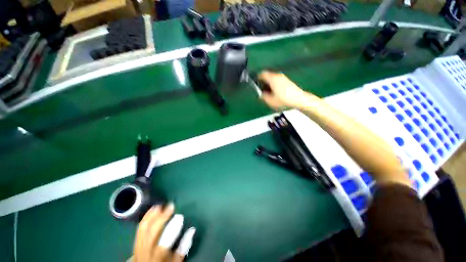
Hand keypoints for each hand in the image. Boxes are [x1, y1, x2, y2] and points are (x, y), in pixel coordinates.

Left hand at [132, 204, 195, 261]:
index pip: (164, 241)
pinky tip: (151, 211)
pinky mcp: (135, 243)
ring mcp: (138, 248)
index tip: (179, 216)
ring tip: (159, 206)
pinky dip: (145, 218)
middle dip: (161, 217)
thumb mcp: (176, 260)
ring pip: (143, 229)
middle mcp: (146, 252)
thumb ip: (184, 246)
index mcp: (157, 256)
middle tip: (170, 206)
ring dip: (151, 215)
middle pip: (152, 232)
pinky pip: (139, 229)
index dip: (172, 228)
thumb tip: (192, 230)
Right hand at [258, 71, 309, 109]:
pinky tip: (276, 93)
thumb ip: (263, 96)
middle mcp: (277, 76)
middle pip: (267, 76)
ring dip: (269, 84)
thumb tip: (261, 94)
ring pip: (273, 79)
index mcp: (272, 79)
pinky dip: (274, 85)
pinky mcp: (287, 81)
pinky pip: (277, 81)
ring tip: (269, 93)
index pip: (262, 74)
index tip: (256, 84)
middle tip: (262, 91)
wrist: (298, 99)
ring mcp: (283, 78)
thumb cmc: (283, 100)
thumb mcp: (270, 101)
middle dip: (263, 83)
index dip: (257, 78)